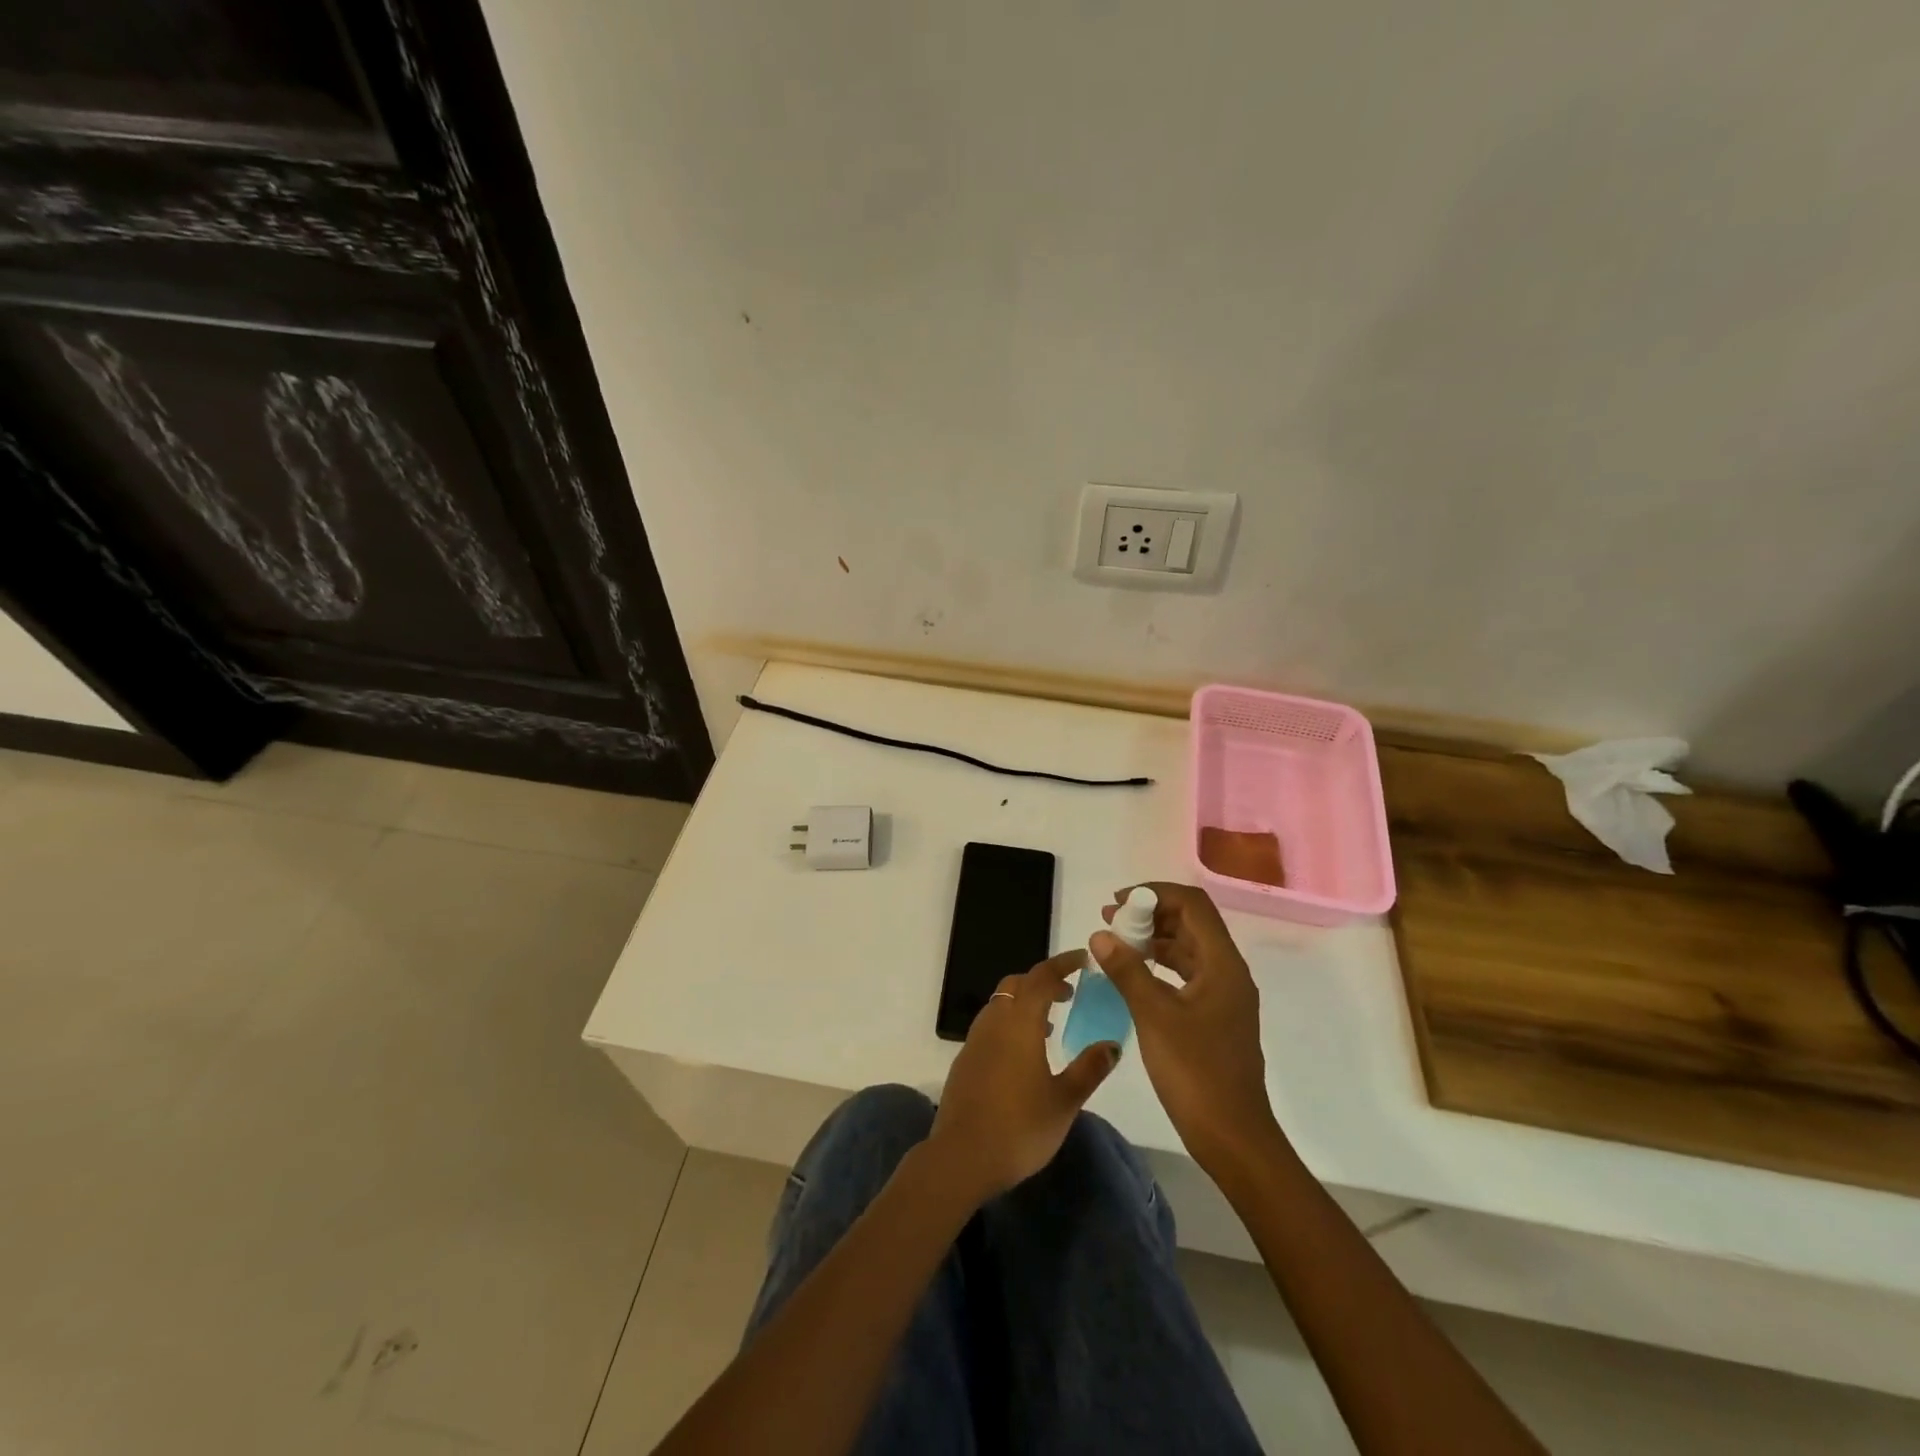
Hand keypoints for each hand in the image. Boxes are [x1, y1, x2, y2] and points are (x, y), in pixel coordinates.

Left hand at [927, 950, 1120, 1203]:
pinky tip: (1023, 1054)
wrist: (961, 1157)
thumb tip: (1112, 1044)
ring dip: (1024, 1003)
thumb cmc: (1020, 1127)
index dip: (1063, 964)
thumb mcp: (1064, 1101)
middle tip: (1069, 994)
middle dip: (1043, 982)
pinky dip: (1010, 1023)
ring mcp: (975, 1040)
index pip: (1042, 977)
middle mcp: (994, 1021)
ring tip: (1049, 1026)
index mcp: (1020, 1021)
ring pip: (1000, 1003)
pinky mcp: (965, 1059)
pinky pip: (991, 1025)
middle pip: (1017, 984)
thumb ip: (1089, 1069)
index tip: (1083, 960)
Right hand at [1093, 883, 1279, 1171]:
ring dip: (1153, 939)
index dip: (1155, 894)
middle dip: (1150, 914)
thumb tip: (1101, 934)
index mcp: (1222, 964)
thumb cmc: (1196, 1072)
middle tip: (1110, 921)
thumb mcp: (1154, 1016)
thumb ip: (1127, 970)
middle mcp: (1228, 972)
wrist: (1232, 1136)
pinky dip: (1159, 965)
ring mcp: (1223, 996)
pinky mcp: (1214, 1016)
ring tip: (1114, 943)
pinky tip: (1132, 974)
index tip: (1118, 903)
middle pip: (1191, 923)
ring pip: (1188, 949)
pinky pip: (1186, 974)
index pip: (1193, 905)